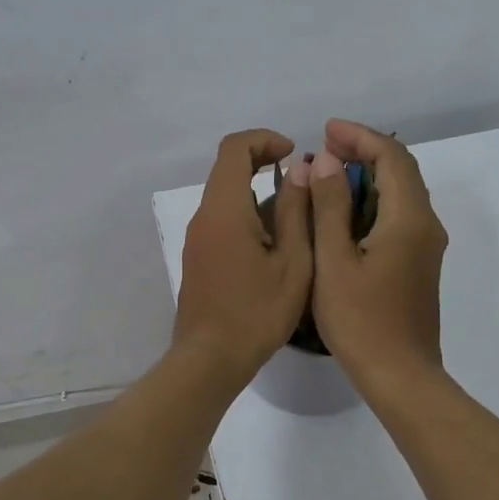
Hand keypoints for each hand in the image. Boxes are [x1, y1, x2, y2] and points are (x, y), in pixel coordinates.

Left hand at [173, 129, 312, 383]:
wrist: (210, 359)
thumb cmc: (257, 312)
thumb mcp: (292, 262)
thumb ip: (295, 211)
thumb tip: (299, 169)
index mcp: (224, 210)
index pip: (234, 149)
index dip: (264, 140)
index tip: (293, 153)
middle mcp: (203, 217)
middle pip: (227, 170)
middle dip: (264, 165)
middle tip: (302, 185)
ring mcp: (196, 239)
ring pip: (225, 198)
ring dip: (257, 195)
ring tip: (296, 221)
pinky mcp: (197, 258)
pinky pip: (221, 222)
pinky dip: (247, 217)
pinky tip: (274, 248)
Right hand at [303, 119, 447, 393]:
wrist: (400, 376)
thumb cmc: (361, 320)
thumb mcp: (334, 261)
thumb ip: (331, 207)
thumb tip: (328, 161)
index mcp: (408, 219)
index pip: (392, 157)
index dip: (360, 137)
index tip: (325, 130)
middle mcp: (426, 226)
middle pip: (401, 171)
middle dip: (365, 152)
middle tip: (324, 148)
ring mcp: (425, 247)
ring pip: (401, 194)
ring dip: (368, 177)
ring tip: (329, 174)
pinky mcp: (418, 265)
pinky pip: (398, 217)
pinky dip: (372, 202)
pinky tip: (343, 213)